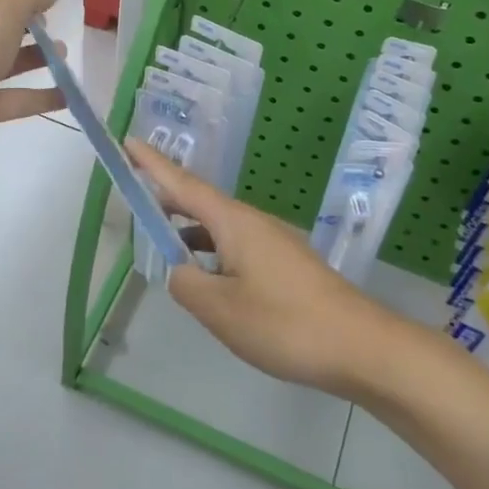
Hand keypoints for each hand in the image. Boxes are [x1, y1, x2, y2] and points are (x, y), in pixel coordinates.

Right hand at [125, 140, 408, 398]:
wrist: (360, 346)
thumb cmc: (285, 323)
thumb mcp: (221, 309)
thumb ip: (186, 284)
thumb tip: (177, 270)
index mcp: (234, 222)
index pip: (183, 184)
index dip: (152, 164)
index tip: (127, 142)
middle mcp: (252, 223)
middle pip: (200, 203)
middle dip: (166, 200)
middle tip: (135, 202)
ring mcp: (272, 243)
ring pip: (219, 228)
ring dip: (188, 233)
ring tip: (163, 248)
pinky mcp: (285, 266)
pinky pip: (236, 248)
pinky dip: (211, 254)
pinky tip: (207, 281)